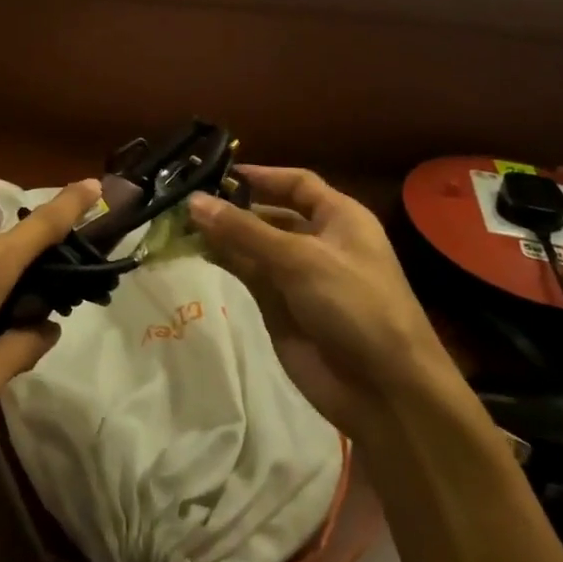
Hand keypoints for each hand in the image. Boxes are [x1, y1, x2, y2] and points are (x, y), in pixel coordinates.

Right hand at [188, 166, 449, 434]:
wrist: (384, 389)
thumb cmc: (354, 305)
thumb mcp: (300, 259)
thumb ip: (243, 230)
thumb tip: (192, 201)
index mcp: (340, 218)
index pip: (296, 183)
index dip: (260, 175)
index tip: (216, 171)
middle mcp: (318, 240)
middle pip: (269, 213)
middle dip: (232, 205)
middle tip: (184, 198)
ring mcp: (297, 275)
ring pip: (252, 244)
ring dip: (222, 233)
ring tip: (179, 221)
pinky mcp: (279, 306)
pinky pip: (247, 273)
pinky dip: (223, 260)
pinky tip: (194, 249)